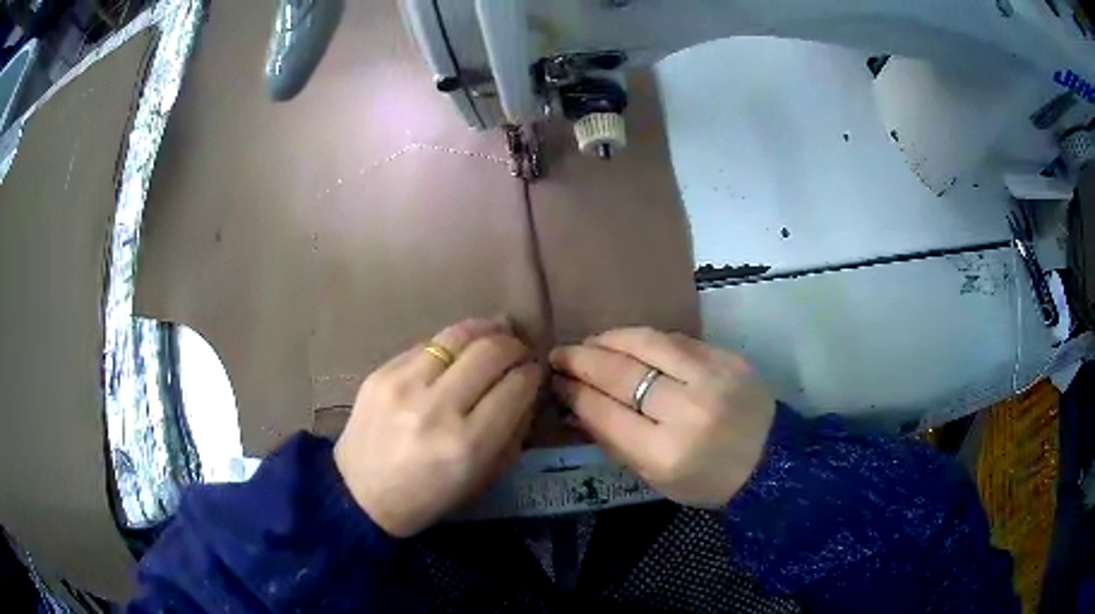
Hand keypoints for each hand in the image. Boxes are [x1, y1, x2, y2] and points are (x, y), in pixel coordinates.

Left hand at [334, 318, 540, 536]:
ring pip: (457, 336)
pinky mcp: (380, 372)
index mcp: (468, 444)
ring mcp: (404, 385)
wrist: (360, 494)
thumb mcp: (483, 477)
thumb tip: (525, 389)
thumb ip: (511, 432)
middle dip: (514, 346)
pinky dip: (451, 345)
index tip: (534, 372)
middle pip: (490, 352)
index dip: (532, 374)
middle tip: (520, 351)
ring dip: (486, 330)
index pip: (516, 387)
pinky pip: (427, 345)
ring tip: (497, 332)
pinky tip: (457, 352)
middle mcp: (437, 408)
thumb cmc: (428, 497)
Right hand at [550, 327, 775, 508]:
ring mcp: (712, 377)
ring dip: (609, 339)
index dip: (574, 392)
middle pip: (622, 374)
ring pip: (647, 344)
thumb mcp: (654, 478)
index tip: (555, 381)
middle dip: (582, 360)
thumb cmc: (707, 479)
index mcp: (666, 452)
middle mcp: (688, 410)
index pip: (606, 412)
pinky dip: (645, 339)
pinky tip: (628, 342)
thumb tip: (576, 404)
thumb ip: (613, 441)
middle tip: (560, 354)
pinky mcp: (728, 357)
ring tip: (590, 342)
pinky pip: (676, 339)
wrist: (770, 460)